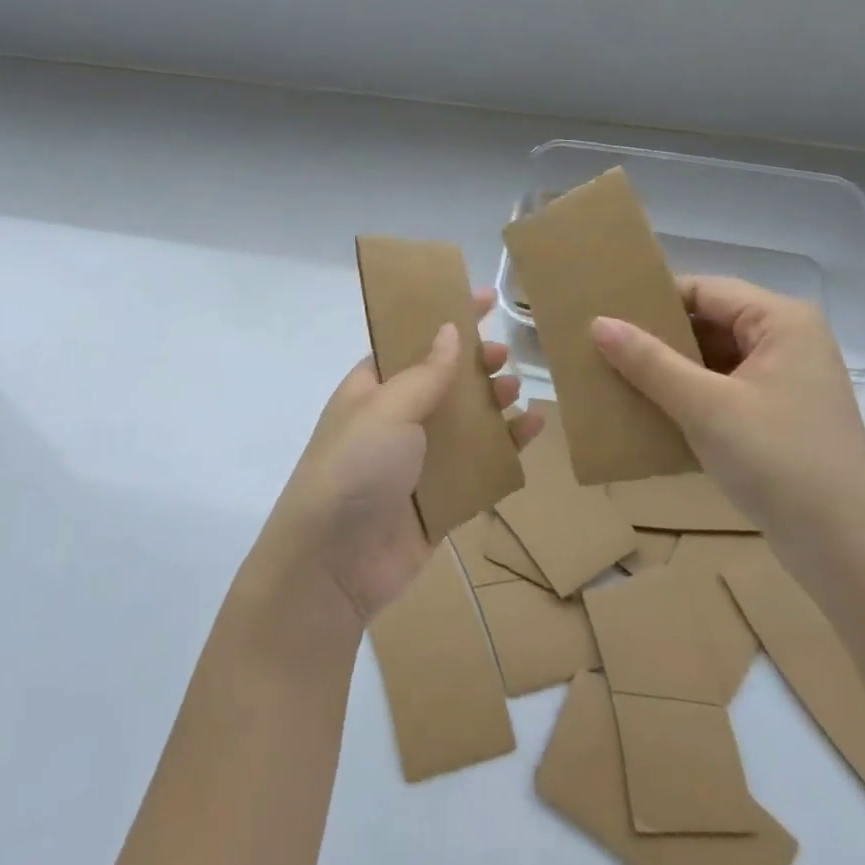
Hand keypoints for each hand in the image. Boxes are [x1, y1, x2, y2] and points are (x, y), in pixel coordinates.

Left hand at [260, 288, 543, 628]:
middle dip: (475, 363)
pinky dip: (507, 446)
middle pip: (445, 380)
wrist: (332, 567)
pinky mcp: (442, 499)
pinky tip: (532, 430)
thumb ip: (425, 371)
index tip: (485, 297)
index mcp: (373, 388)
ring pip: (467, 421)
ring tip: (517, 389)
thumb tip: (450, 329)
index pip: (413, 340)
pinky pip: (481, 464)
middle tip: (504, 354)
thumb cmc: (355, 468)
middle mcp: (397, 419)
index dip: (446, 317)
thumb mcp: (387, 408)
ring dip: (494, 402)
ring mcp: (420, 461)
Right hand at [590, 277, 864, 557]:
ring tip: (618, 377)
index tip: (606, 316)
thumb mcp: (705, 407)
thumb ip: (650, 362)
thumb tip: (599, 323)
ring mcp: (787, 380)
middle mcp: (789, 340)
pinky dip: (691, 397)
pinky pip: (725, 389)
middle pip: (710, 323)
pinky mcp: (781, 416)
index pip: (704, 291)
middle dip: (660, 338)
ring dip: (672, 370)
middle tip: (604, 348)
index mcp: (781, 320)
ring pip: (715, 359)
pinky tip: (652, 411)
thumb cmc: (779, 462)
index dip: (654, 301)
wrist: (849, 553)